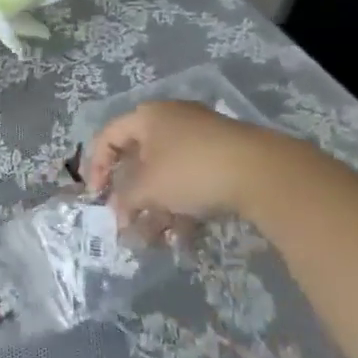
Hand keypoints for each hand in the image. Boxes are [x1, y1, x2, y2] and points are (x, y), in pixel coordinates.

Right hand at [84, 100, 285, 225]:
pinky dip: (183, 205)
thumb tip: (118, 214)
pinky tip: (185, 236)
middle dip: (132, 197)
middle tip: (128, 223)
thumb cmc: (191, 170)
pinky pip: (191, 181)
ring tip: (157, 240)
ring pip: (167, 175)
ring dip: (157, 208)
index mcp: (147, 116)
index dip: (96, 167)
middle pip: (140, 159)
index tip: (97, 197)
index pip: (108, 136)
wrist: (261, 171)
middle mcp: (171, 120)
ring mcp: (200, 138)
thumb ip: (125, 199)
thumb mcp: (148, 187)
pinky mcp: (224, 157)